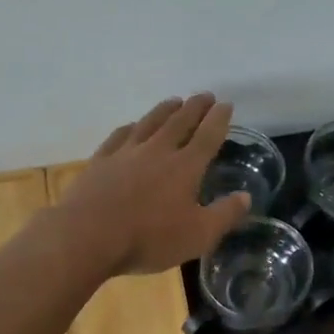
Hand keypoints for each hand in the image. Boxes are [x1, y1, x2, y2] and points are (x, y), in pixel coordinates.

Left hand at [55, 93, 249, 275]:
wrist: (87, 237)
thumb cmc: (149, 238)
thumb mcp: (198, 235)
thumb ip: (225, 215)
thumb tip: (246, 197)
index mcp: (185, 167)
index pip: (207, 136)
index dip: (218, 119)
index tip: (226, 105)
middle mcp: (157, 151)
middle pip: (179, 122)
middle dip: (194, 107)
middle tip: (204, 95)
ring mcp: (125, 153)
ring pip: (149, 123)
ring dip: (164, 110)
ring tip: (174, 101)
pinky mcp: (100, 161)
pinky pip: (119, 136)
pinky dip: (130, 127)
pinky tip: (131, 125)